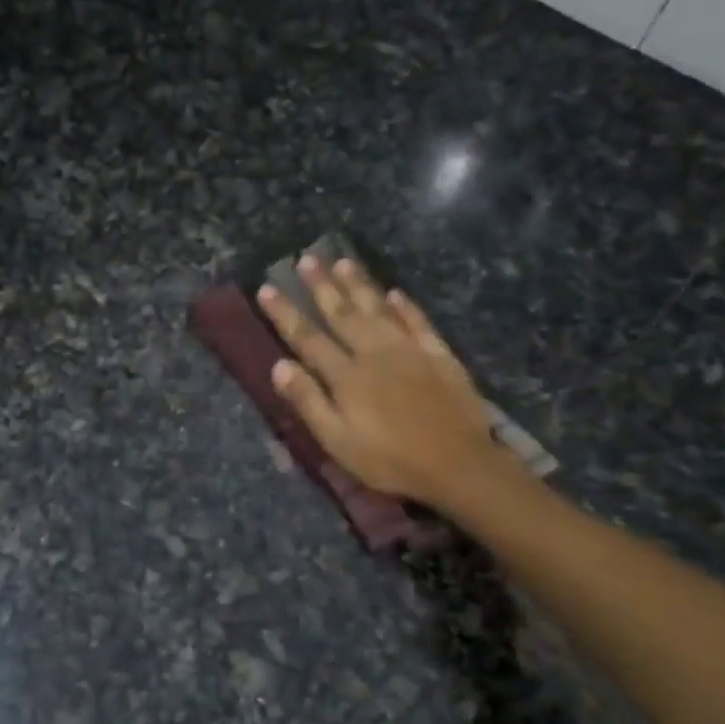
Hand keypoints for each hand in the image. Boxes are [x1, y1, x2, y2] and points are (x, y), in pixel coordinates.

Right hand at [257, 258, 517, 512]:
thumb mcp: (337, 441)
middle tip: (307, 259)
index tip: (267, 289)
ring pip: (378, 309)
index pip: (307, 338)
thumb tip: (279, 365)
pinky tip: (395, 293)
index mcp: (346, 376)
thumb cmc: (389, 459)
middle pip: (343, 313)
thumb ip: (308, 401)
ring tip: (343, 261)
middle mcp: (374, 352)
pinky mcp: (439, 355)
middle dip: (322, 286)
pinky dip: (405, 306)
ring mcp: (409, 350)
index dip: (286, 313)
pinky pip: (418, 322)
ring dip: (359, 285)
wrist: (457, 463)